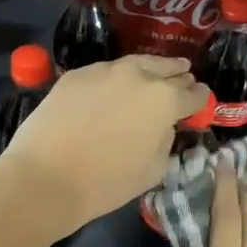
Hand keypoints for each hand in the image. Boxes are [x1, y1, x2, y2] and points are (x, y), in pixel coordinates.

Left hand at [0, 54, 207, 239]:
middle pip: (167, 70)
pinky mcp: (76, 75)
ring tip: (155, 74)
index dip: (200, 99)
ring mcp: (104, 71)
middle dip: (178, 77)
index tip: (201, 102)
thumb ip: (166, 140)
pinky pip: (105, 72)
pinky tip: (114, 86)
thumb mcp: (153, 170)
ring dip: (149, 70)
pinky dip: (116, 78)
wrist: (45, 177)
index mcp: (165, 100)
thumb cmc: (106, 182)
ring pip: (136, 63)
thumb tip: (164, 126)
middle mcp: (138, 75)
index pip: (194, 94)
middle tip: (184, 79)